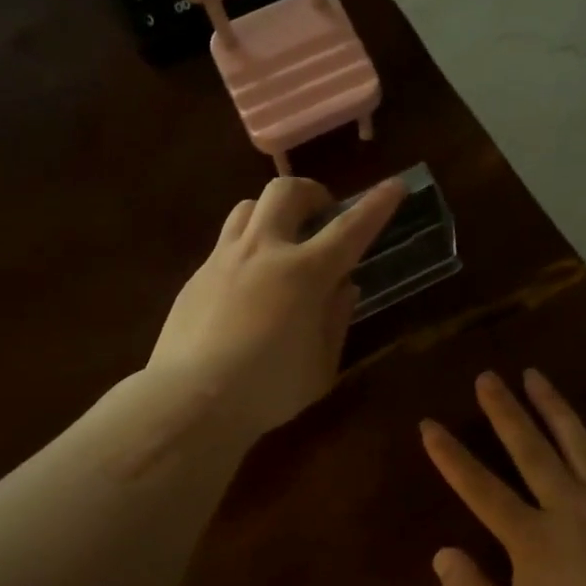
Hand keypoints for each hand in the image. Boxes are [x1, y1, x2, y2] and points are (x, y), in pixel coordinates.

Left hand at [148, 176, 403, 437]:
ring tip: (282, 241)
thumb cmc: (268, 389)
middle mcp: (264, 251)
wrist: (190, 399)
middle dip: (312, 193)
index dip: (377, 205)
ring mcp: (224, 259)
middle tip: (322, 216)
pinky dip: (247, 248)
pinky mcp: (196, 276)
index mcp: (305, 273)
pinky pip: (226, 243)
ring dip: (273, 212)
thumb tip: (344, 287)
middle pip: (286, 191)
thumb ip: (337, 319)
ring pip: (248, 206)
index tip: (395, 186)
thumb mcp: (322, 365)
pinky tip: (248, 285)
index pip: (350, 228)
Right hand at [421, 370, 585, 585]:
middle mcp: (567, 505)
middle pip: (529, 448)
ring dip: (552, 405)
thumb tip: (442, 555)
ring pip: (577, 440)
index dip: (450, 456)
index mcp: (531, 537)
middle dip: (503, 410)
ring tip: (533, 374)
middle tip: (486, 377)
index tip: (428, 425)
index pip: (480, 488)